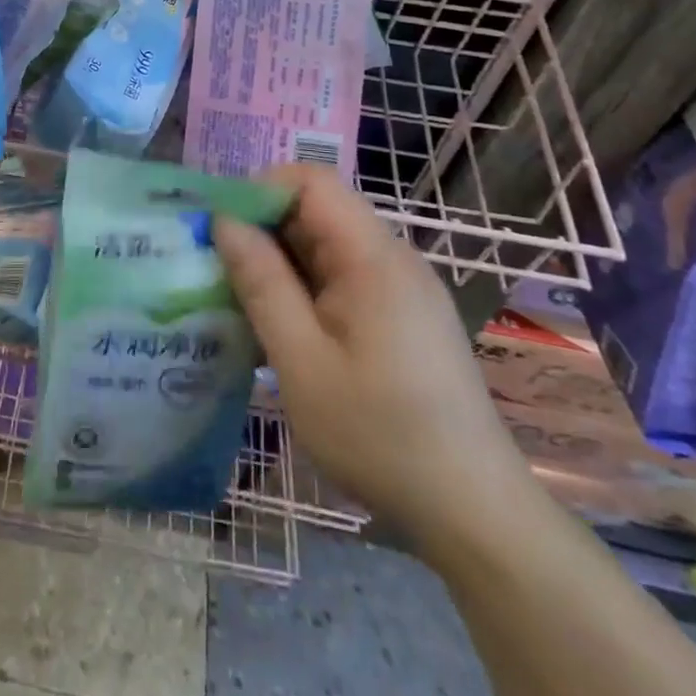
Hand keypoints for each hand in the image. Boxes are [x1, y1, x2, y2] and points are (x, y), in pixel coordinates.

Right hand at [213, 167, 536, 556]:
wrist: (475, 515)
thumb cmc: (381, 436)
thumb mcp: (302, 362)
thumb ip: (261, 283)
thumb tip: (224, 221)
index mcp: (373, 257)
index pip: (311, 180)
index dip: (260, 190)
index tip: (221, 231)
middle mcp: (392, 258)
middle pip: (318, 210)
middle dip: (263, 229)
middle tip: (220, 271)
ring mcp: (401, 288)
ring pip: (326, 245)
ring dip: (280, 263)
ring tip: (243, 303)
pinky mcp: (403, 316)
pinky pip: (343, 277)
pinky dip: (305, 288)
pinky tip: (284, 330)